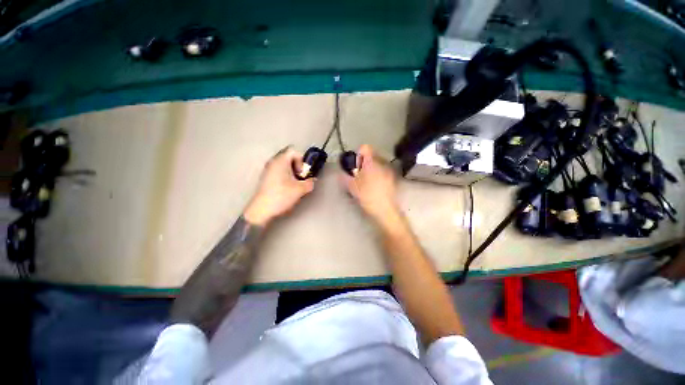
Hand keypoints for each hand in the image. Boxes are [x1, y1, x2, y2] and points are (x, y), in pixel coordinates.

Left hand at [244, 147, 314, 225]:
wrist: (262, 210)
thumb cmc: (282, 195)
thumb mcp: (300, 189)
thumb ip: (310, 182)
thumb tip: (312, 180)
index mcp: (281, 161)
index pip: (294, 151)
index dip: (302, 160)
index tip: (302, 173)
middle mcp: (273, 162)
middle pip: (289, 158)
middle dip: (298, 167)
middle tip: (300, 179)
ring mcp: (268, 170)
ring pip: (284, 166)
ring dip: (292, 173)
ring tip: (295, 185)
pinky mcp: (266, 178)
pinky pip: (279, 172)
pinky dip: (285, 177)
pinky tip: (287, 189)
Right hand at [341, 144, 400, 223]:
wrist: (385, 210)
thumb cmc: (367, 196)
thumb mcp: (352, 187)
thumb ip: (345, 177)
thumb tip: (341, 173)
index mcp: (371, 163)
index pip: (365, 148)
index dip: (358, 153)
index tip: (355, 163)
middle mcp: (382, 163)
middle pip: (372, 155)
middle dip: (365, 161)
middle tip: (359, 173)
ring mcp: (389, 170)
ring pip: (379, 162)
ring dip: (372, 167)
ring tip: (367, 179)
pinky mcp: (393, 178)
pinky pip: (384, 170)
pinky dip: (379, 173)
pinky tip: (376, 184)